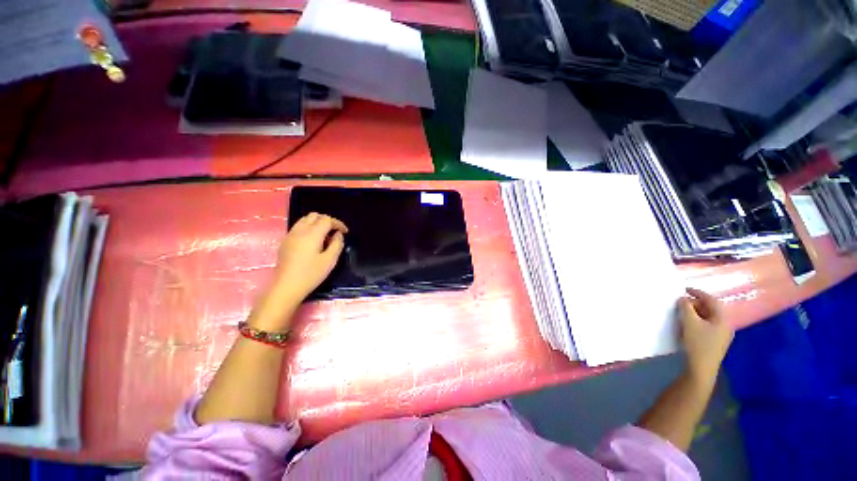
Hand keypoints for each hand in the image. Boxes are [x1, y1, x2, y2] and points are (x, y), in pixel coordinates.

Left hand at [249, 213, 347, 330]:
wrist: (286, 287)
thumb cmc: (311, 274)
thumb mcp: (330, 260)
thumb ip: (336, 244)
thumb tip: (338, 234)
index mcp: (312, 234)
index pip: (327, 220)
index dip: (338, 223)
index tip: (345, 232)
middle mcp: (300, 230)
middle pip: (314, 216)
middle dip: (327, 220)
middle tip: (335, 232)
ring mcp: (290, 235)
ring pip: (305, 220)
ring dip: (317, 223)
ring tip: (324, 236)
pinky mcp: (285, 241)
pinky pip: (298, 227)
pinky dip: (308, 228)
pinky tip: (313, 241)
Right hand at [678, 288, 733, 386]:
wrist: (701, 368)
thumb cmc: (697, 343)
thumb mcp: (689, 322)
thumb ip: (686, 307)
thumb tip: (683, 299)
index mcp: (723, 319)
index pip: (711, 300)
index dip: (698, 292)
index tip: (684, 289)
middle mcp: (725, 325)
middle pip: (710, 309)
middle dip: (695, 304)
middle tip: (680, 303)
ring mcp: (721, 335)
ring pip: (708, 317)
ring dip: (695, 313)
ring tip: (682, 313)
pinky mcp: (715, 341)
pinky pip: (706, 325)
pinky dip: (697, 321)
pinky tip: (687, 324)